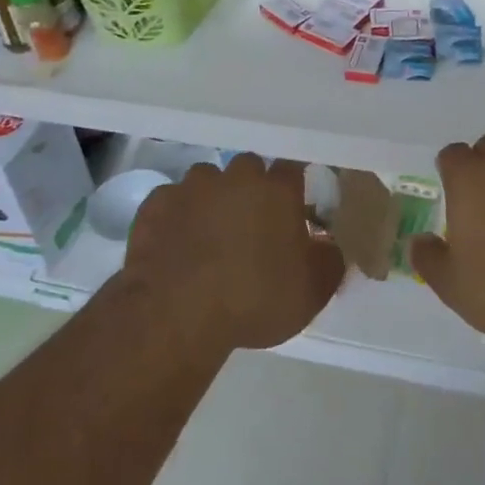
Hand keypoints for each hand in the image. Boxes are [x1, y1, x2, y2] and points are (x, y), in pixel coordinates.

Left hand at [123, 156, 344, 351]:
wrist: (176, 315)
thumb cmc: (254, 300)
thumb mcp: (313, 291)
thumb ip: (330, 260)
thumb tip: (328, 245)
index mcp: (276, 190)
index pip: (293, 168)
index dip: (293, 187)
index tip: (294, 207)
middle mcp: (235, 177)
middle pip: (248, 169)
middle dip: (252, 189)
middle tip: (252, 225)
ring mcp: (190, 187)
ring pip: (207, 180)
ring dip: (212, 199)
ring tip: (209, 235)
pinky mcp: (155, 205)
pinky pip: (172, 201)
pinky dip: (177, 216)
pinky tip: (176, 243)